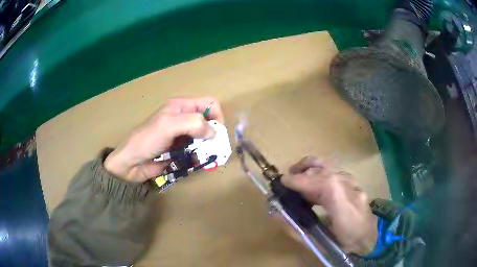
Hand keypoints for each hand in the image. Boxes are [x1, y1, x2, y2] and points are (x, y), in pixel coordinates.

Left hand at [104, 97, 223, 181]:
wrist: (131, 162)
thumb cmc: (147, 140)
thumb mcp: (168, 125)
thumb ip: (193, 123)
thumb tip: (214, 133)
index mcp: (181, 106)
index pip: (209, 103)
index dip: (217, 115)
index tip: (216, 132)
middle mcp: (183, 119)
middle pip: (208, 121)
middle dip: (213, 134)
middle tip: (212, 147)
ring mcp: (182, 135)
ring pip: (204, 137)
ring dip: (208, 147)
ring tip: (205, 157)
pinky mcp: (180, 150)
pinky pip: (197, 150)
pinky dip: (201, 156)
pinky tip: (197, 162)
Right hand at [281, 157, 377, 255]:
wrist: (368, 236)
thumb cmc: (344, 243)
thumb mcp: (319, 242)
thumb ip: (297, 229)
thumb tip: (278, 215)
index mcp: (346, 209)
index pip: (325, 185)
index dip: (302, 180)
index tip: (283, 182)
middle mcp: (352, 191)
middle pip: (325, 170)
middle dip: (302, 170)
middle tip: (287, 180)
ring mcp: (354, 183)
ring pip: (328, 167)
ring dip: (309, 170)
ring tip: (296, 180)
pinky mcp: (353, 181)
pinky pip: (332, 171)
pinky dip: (317, 173)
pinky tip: (311, 186)